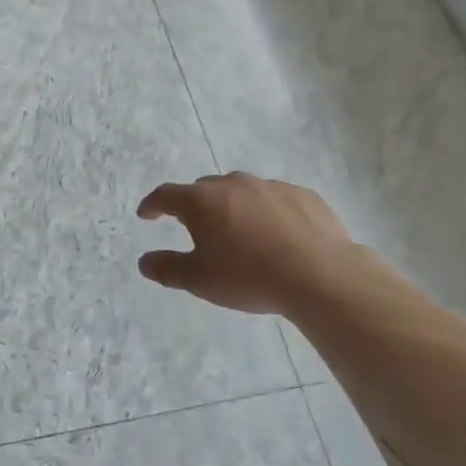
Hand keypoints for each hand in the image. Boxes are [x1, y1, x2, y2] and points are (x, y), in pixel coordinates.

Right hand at [136, 173, 365, 315]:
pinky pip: (275, 199)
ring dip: (233, 207)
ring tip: (240, 233)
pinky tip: (277, 235)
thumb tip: (144, 262)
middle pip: (204, 189)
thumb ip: (167, 268)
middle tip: (196, 228)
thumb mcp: (200, 280)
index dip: (153, 205)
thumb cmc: (249, 276)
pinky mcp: (302, 194)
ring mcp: (270, 186)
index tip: (146, 215)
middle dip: (195, 205)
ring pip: (241, 191)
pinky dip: (268, 212)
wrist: (320, 275)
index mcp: (201, 201)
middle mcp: (232, 184)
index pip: (166, 195)